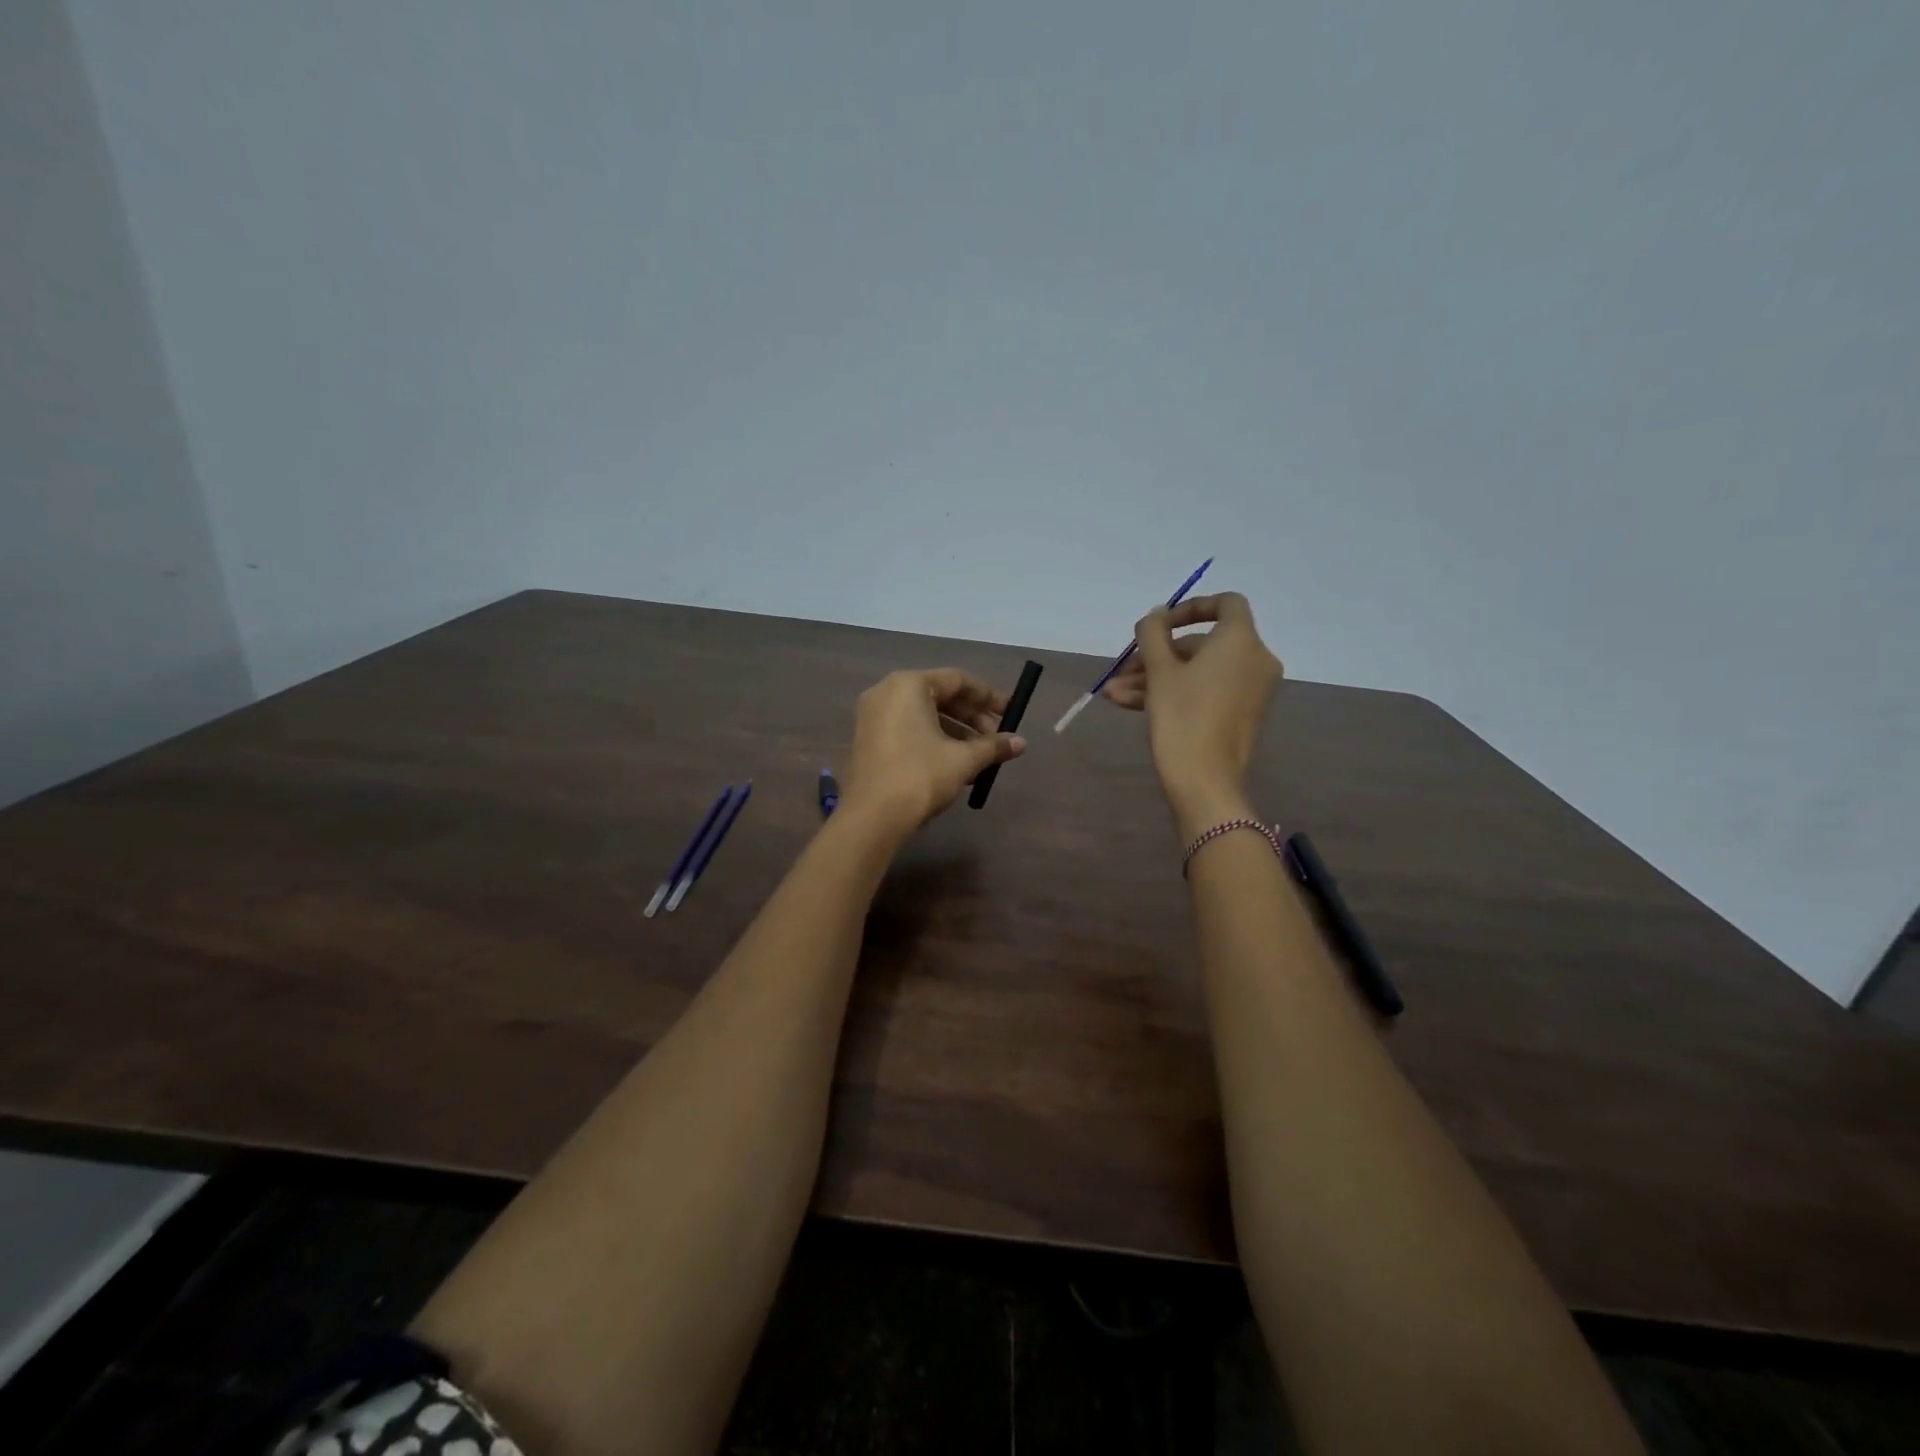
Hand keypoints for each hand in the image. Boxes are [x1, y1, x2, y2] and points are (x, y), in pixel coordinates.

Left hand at [839, 669, 1026, 837]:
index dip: (989, 697)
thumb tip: (1022, 743)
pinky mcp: (867, 739)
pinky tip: (955, 765)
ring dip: (956, 732)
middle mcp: (886, 692)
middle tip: (997, 738)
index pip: (958, 680)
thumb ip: (993, 746)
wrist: (872, 817)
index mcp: (909, 685)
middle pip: (940, 695)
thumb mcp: (963, 760)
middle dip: (972, 717)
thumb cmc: (920, 776)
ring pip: (924, 715)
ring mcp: (873, 716)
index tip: (1011, 713)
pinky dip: (933, 740)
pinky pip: (908, 729)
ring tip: (980, 757)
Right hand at [1101, 593, 1281, 834]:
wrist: (1205, 781)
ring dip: (1156, 678)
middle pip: (1202, 644)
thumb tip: (1156, 615)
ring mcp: (1251, 690)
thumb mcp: (1159, 671)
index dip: (1191, 607)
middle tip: (1122, 670)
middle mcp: (1255, 660)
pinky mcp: (1242, 715)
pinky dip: (1175, 693)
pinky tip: (1130, 705)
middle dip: (1158, 655)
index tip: (1159, 624)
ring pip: (1199, 672)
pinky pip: (1207, 691)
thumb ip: (1153, 633)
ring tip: (1114, 694)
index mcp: (1241, 641)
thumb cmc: (1182, 717)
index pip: (1226, 604)